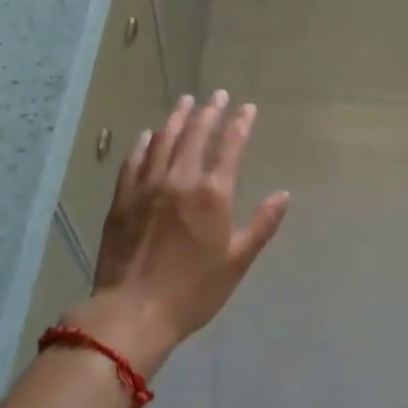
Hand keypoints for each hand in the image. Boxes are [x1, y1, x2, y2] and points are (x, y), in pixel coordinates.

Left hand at [74, 92, 289, 376]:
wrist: (134, 312)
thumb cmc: (194, 291)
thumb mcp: (237, 261)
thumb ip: (262, 224)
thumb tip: (284, 195)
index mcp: (213, 194)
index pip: (229, 146)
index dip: (240, 124)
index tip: (247, 108)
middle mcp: (180, 180)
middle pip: (195, 134)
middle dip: (209, 111)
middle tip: (217, 95)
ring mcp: (147, 186)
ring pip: (163, 140)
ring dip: (176, 118)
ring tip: (185, 101)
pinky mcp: (122, 198)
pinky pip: (134, 160)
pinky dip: (144, 143)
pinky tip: (148, 135)